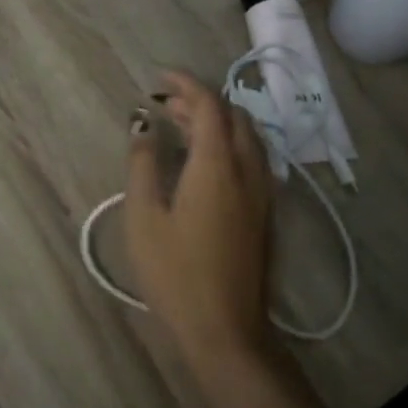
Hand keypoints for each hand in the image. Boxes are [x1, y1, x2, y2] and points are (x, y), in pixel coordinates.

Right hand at [123, 70, 274, 368]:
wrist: (226, 329)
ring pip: (247, 136)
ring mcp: (262, 192)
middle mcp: (247, 169)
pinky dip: (229, 143)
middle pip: (232, 116)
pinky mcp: (265, 212)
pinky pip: (252, 158)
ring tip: (181, 128)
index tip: (160, 78)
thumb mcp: (144, 217)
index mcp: (217, 165)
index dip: (185, 84)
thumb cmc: (176, 273)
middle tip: (166, 105)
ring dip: (217, 121)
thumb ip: (143, 164)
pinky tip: (204, 162)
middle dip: (201, 101)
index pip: (209, 105)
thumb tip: (141, 125)